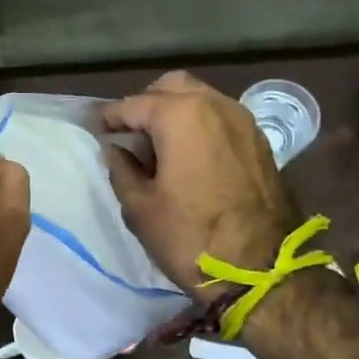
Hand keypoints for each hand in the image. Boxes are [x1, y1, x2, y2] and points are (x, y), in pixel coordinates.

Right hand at [103, 71, 300, 297]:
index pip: (134, 105)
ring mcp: (243, 121)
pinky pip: (221, 119)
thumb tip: (115, 150)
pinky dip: (200, 126)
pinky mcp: (259, 142)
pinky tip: (188, 155)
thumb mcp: (140, 208)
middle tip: (129, 133)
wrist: (262, 271)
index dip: (110, 118)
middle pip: (171, 88)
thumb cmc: (191, 238)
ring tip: (157, 145)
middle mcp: (215, 106)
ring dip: (175, 113)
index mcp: (181, 115)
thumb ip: (121, 169)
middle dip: (146, 104)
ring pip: (200, 99)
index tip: (96, 129)